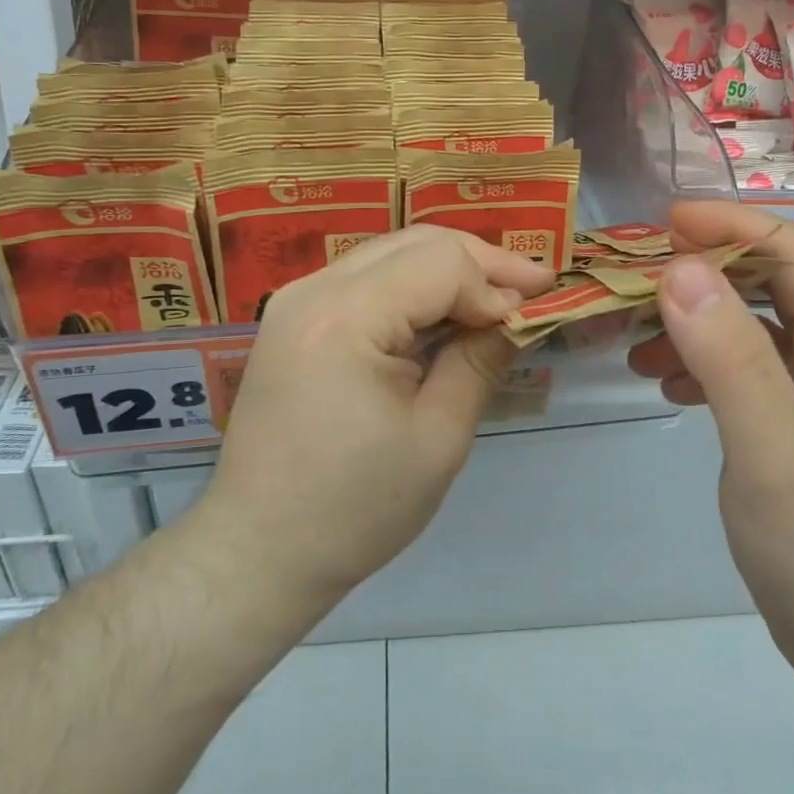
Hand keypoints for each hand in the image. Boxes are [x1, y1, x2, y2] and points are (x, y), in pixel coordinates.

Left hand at [198, 226, 554, 608]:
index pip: (440, 263)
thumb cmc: (354, 508)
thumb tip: (516, 313)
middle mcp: (312, 290)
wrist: (258, 550)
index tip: (535, 310)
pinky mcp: (295, 318)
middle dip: (480, 261)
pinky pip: (367, 278)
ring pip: (392, 252)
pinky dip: (414, 286)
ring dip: (449, 269)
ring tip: (498, 296)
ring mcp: (296, 300)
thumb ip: (479, 361)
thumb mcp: (437, 438)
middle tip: (532, 287)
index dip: (495, 280)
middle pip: (415, 243)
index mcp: (343, 317)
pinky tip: (446, 311)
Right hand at [628, 201, 793, 678]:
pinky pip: (746, 371)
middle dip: (703, 270)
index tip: (664, 221)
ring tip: (636, 340)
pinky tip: (667, 383)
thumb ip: (728, 352)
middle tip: (636, 276)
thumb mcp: (771, 444)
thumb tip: (680, 269)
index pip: (793, 251)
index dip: (730, 225)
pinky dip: (703, 364)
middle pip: (770, 282)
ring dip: (695, 320)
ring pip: (753, 327)